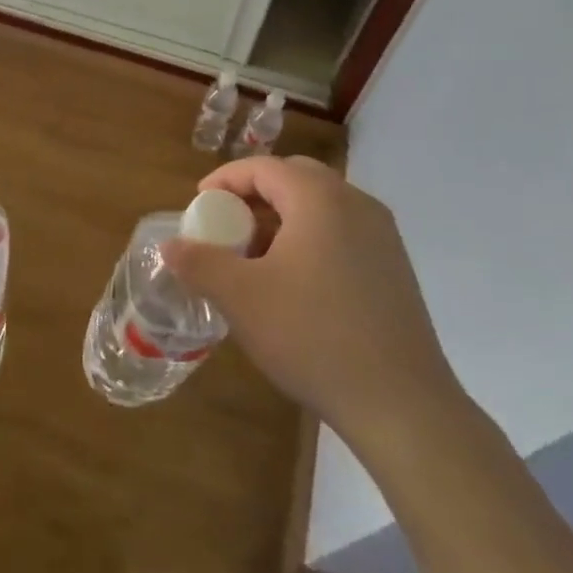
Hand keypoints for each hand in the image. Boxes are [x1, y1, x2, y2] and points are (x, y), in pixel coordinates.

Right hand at [162, 155, 470, 465]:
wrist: (402, 405)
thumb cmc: (313, 336)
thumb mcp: (241, 297)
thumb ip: (199, 263)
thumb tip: (170, 245)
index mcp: (319, 199)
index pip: (263, 167)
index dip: (225, 180)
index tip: (198, 205)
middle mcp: (356, 204)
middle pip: (295, 178)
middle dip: (254, 195)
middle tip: (226, 226)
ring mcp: (382, 236)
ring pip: (320, 206)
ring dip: (282, 218)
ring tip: (255, 258)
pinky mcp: (395, 268)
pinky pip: (342, 231)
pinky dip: (310, 238)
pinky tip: (295, 283)